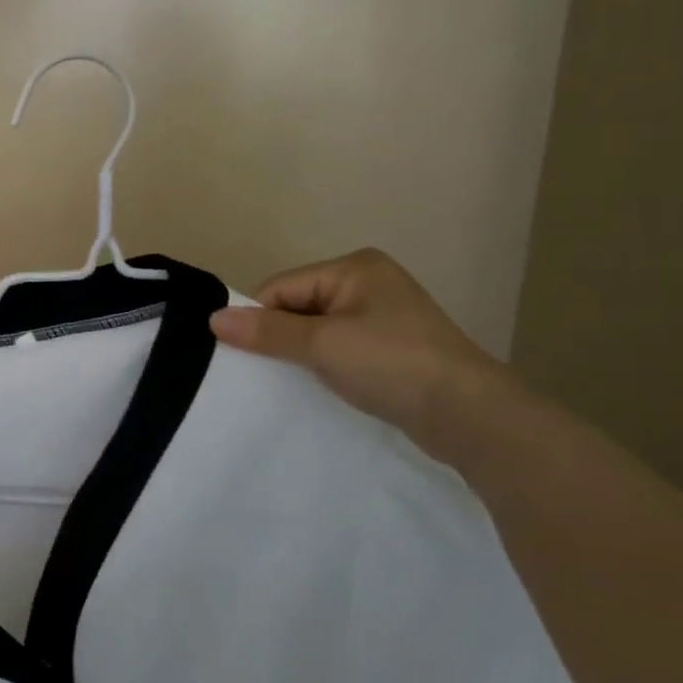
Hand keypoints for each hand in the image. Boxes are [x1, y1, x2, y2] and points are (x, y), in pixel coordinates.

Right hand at [210, 249, 506, 444]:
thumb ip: (267, 331)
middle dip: (280, 335)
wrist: (469, 415)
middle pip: (298, 304)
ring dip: (301, 352)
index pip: (282, 287)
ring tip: (294, 378)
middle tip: (267, 369)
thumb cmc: (392, 364)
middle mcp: (369, 283)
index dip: (260, 318)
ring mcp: (383, 316)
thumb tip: (214, 318)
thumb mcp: (322, 344)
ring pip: (317, 328)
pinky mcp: (392, 347)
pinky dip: (324, 363)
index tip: (244, 352)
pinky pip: (340, 346)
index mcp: (354, 267)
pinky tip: (322, 383)